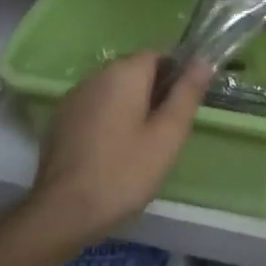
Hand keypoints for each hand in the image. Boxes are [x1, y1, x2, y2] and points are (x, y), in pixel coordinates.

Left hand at [28, 51, 211, 244]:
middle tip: (168, 130)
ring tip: (144, 144)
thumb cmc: (125, 172)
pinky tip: (115, 151)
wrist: (64, 211)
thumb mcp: (167, 135)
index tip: (186, 105)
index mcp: (123, 73)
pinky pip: (96, 108)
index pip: (158, 54)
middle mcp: (94, 76)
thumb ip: (187, 94)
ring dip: (132, 107)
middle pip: (134, 71)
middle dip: (155, 92)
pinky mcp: (61, 120)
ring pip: (114, 91)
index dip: (177, 75)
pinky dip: (110, 119)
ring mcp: (73, 98)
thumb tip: (203, 60)